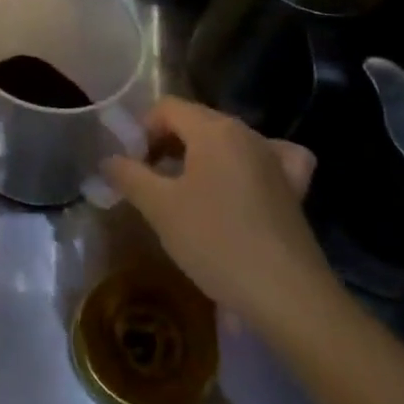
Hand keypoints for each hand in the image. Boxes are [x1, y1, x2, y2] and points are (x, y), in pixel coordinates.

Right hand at [102, 97, 337, 332]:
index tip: (132, 167)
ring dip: (200, 156)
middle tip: (150, 182)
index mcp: (212, 129)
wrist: (287, 296)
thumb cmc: (216, 242)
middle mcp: (246, 133)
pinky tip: (245, 182)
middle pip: (195, 121)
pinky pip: (268, 159)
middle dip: (166, 144)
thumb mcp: (159, 208)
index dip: (141, 131)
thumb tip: (109, 160)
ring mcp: (275, 159)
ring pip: (227, 140)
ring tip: (186, 191)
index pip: (166, 108)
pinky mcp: (294, 188)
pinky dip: (250, 163)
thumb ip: (128, 175)